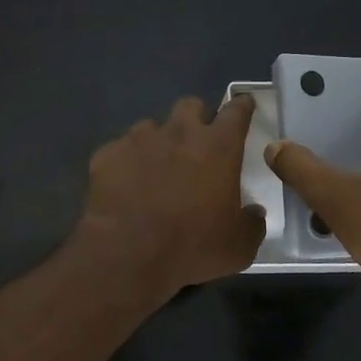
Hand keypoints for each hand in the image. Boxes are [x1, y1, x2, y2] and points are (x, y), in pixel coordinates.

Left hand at [76, 94, 264, 294]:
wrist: (127, 255)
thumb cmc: (192, 247)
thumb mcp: (239, 247)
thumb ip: (252, 223)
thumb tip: (253, 212)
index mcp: (218, 147)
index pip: (236, 111)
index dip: (241, 107)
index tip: (243, 106)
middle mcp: (179, 132)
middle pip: (190, 106)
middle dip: (196, 119)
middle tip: (196, 145)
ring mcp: (138, 140)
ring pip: (151, 126)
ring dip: (158, 142)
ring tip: (155, 170)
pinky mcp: (107, 154)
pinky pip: (120, 150)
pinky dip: (126, 163)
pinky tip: (125, 186)